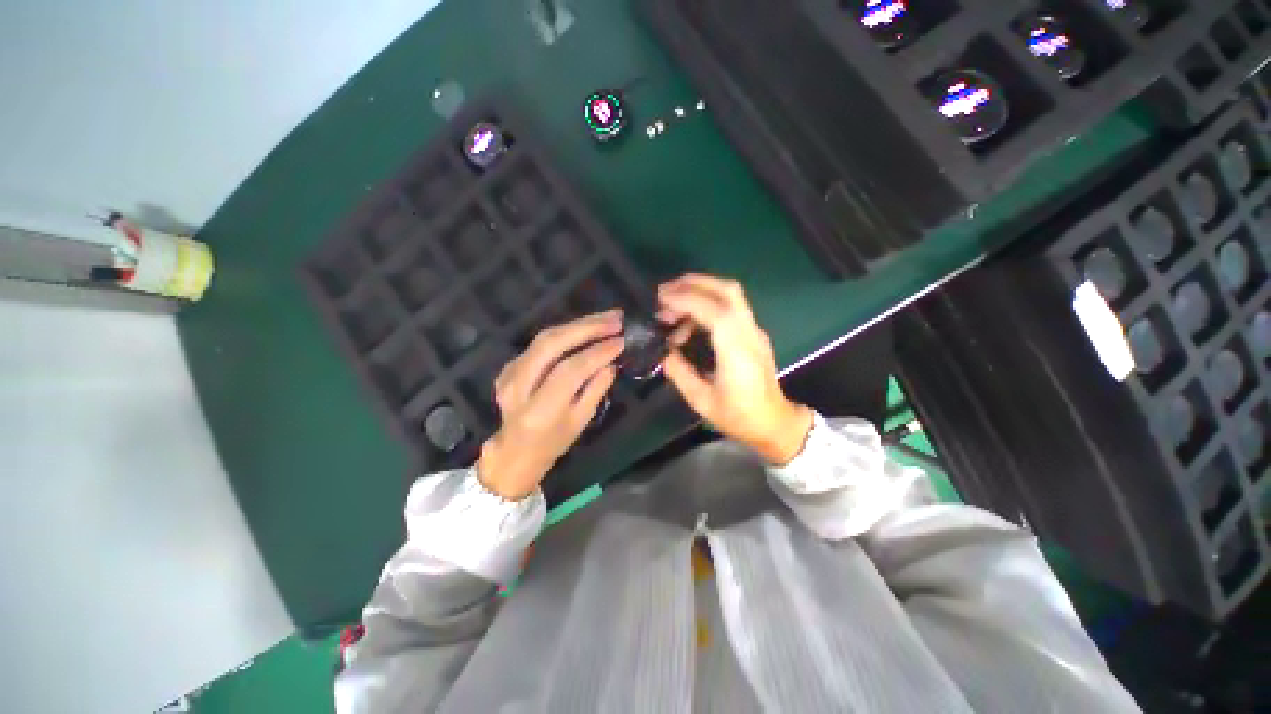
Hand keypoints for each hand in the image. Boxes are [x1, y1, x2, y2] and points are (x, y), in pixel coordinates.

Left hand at [477, 310, 622, 499]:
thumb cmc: (554, 442)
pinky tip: (586, 328)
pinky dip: (566, 332)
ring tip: (606, 318)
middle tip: (616, 318)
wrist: (515, 450)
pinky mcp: (508, 365)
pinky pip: (540, 342)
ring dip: (578, 324)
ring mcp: (509, 373)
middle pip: (551, 345)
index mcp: (539, 410)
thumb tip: (611, 362)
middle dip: (587, 327)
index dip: (597, 352)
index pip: (569, 370)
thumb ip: (595, 390)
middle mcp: (519, 387)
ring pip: (544, 337)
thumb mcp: (581, 421)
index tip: (621, 341)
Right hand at [658, 274, 812, 464]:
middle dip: (693, 283)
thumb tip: (664, 351)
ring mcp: (754, 331)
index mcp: (737, 352)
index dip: (687, 300)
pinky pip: (730, 307)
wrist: (774, 423)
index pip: (715, 312)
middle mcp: (749, 334)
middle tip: (663, 293)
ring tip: (671, 310)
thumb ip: (679, 372)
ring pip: (730, 294)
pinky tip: (689, 323)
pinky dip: (706, 304)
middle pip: (727, 290)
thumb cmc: (739, 416)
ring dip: (698, 292)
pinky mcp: (753, 332)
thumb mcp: (701, 401)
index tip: (660, 300)